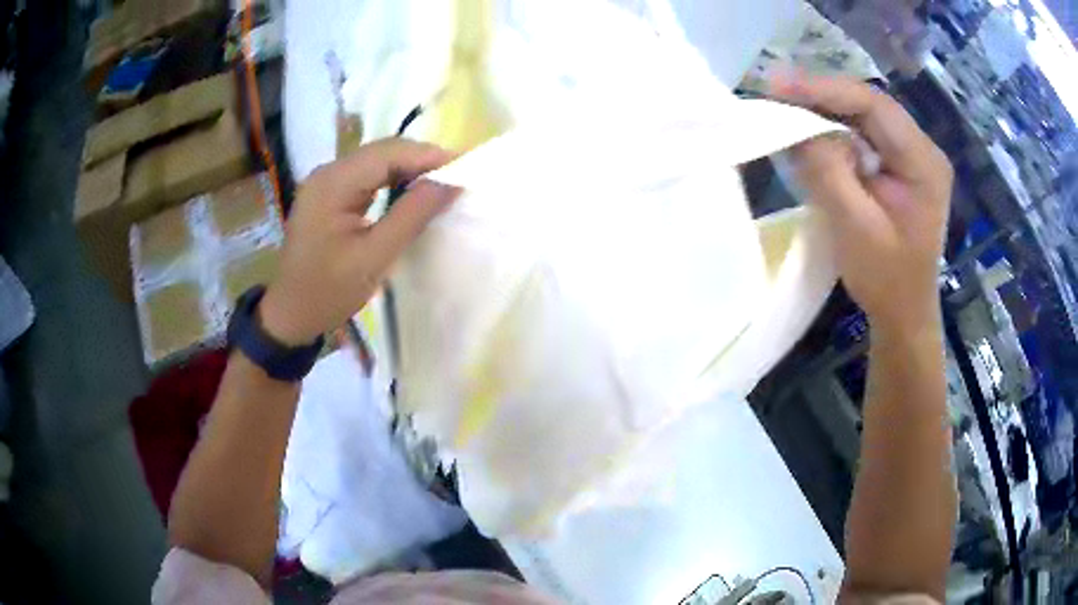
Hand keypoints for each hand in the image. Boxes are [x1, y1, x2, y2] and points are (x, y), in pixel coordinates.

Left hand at [258, 139, 458, 345]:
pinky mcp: (329, 193)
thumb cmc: (328, 292)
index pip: (388, 153)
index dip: (428, 155)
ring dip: (410, 169)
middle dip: (422, 160)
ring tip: (443, 183)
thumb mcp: (374, 258)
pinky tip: (412, 191)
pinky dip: (394, 180)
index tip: (466, 167)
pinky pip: (367, 176)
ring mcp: (326, 181)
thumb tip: (450, 183)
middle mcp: (328, 172)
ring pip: (377, 161)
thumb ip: (412, 216)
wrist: (290, 314)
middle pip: (382, 152)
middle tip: (459, 177)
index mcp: (333, 183)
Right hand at [772, 75, 952, 331]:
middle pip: (868, 106)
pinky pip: (862, 137)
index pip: (874, 106)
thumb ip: (828, 172)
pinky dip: (832, 132)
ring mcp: (911, 157)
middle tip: (774, 91)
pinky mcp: (897, 167)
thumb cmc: (886, 280)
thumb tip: (797, 127)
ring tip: (783, 107)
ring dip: (823, 111)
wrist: (903, 315)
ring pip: (863, 117)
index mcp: (924, 163)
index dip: (825, 89)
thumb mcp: (855, 228)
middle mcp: (922, 150)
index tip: (778, 85)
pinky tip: (808, 132)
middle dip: (821, 96)